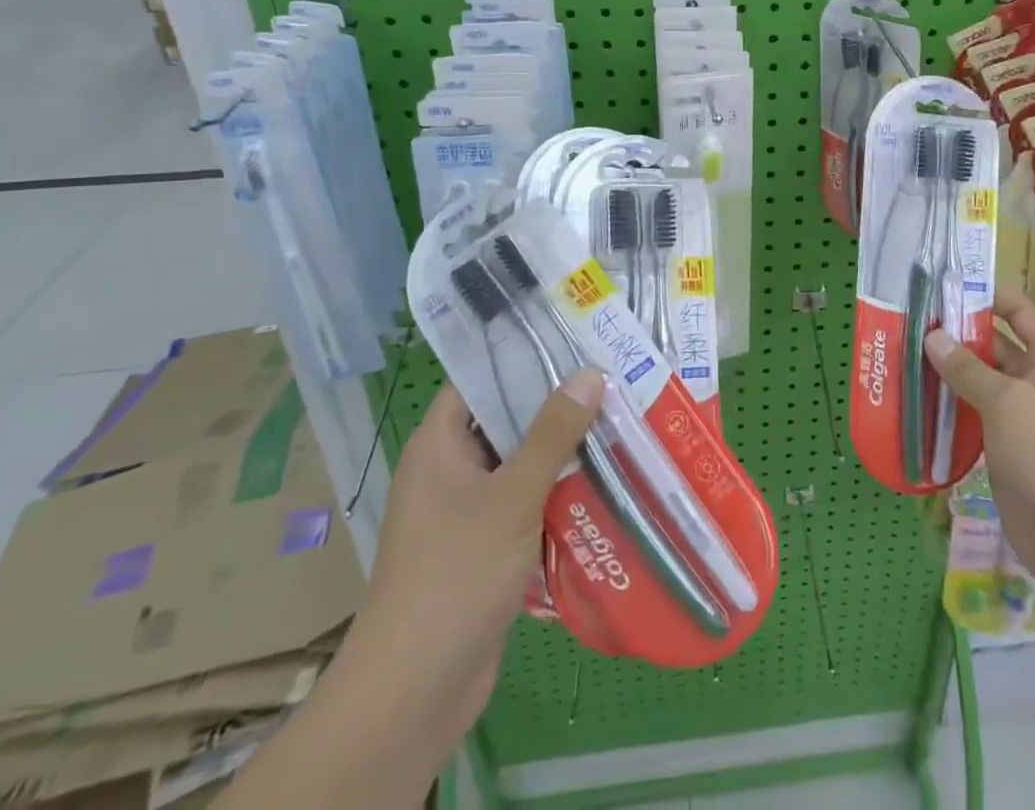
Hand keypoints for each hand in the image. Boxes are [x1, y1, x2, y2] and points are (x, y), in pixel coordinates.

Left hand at [355, 373, 603, 713]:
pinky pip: (524, 502)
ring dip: (562, 452)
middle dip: (555, 406)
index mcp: (439, 445)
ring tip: (617, 422)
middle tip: (610, 380)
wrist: (416, 691)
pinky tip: (602, 481)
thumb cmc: (455, 575)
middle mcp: (449, 469)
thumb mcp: (512, 496)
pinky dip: (556, 492)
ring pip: (520, 464)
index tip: (573, 342)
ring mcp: (466, 510)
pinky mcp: (484, 546)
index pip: (479, 380)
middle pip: (505, 420)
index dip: (522, 358)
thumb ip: (552, 434)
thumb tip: (589, 374)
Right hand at [924, 287, 1034, 585]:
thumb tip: (932, 336)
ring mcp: (1023, 413)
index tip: (945, 287)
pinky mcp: (1006, 442)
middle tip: (914, 320)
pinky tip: (920, 395)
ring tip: (908, 352)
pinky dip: (952, 400)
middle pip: (997, 342)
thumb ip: (968, 368)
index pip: (1020, 311)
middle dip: (959, 332)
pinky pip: (976, 409)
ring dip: (951, 367)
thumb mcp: (1007, 403)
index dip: (987, 295)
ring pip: (982, 377)